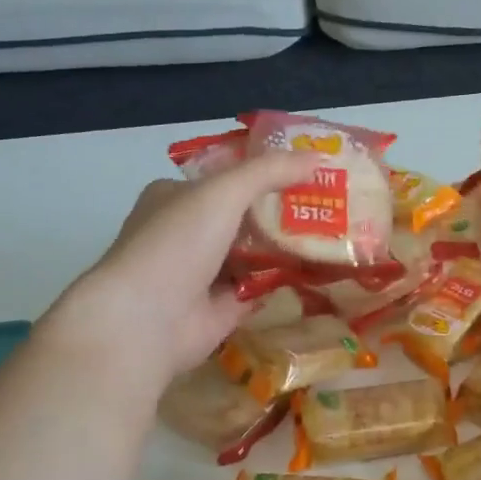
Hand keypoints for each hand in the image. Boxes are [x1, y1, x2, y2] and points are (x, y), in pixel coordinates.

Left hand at [38, 152, 322, 389]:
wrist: (146, 320)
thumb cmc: (177, 243)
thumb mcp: (223, 192)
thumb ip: (269, 172)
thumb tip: (319, 158)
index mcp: (175, 198)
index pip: (225, 178)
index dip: (265, 171)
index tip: (307, 169)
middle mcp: (186, 234)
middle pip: (243, 216)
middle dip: (282, 211)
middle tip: (329, 203)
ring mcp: (202, 274)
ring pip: (253, 254)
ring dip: (286, 247)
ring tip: (334, 234)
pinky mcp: (219, 310)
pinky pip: (259, 289)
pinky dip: (284, 282)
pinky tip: (319, 271)